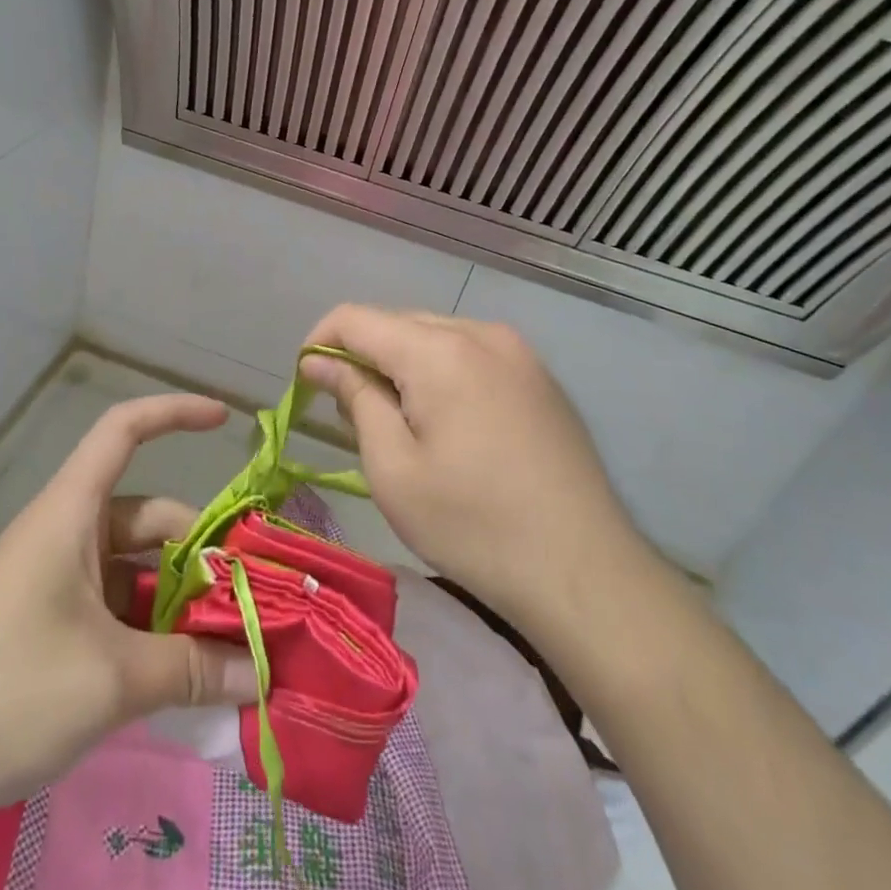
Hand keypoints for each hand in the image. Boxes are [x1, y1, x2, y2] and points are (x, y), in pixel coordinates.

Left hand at [0, 394, 258, 829]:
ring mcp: (53, 579)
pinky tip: (175, 675)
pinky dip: (147, 629)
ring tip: (224, 648)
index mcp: (72, 513)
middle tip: (250, 600)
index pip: (124, 429)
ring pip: (133, 568)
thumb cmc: (6, 691)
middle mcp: (65, 533)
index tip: (224, 421)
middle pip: (147, 517)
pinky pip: (112, 606)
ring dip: (176, 600)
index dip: (174, 412)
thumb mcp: (111, 680)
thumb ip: (190, 669)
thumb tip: (257, 672)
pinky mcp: (45, 623)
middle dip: (199, 551)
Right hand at [300, 306, 653, 626]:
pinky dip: (441, 371)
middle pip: (397, 322)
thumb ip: (355, 399)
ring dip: (402, 364)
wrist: (584, 571)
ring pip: (435, 335)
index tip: (306, 384)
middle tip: (351, 414)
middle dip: (362, 355)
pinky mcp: (539, 376)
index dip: (320, 342)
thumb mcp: (393, 468)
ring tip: (398, 421)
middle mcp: (480, 333)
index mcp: (439, 350)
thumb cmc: (472, 525)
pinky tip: (447, 421)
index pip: (356, 318)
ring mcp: (517, 352)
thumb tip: (319, 360)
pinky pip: (471, 353)